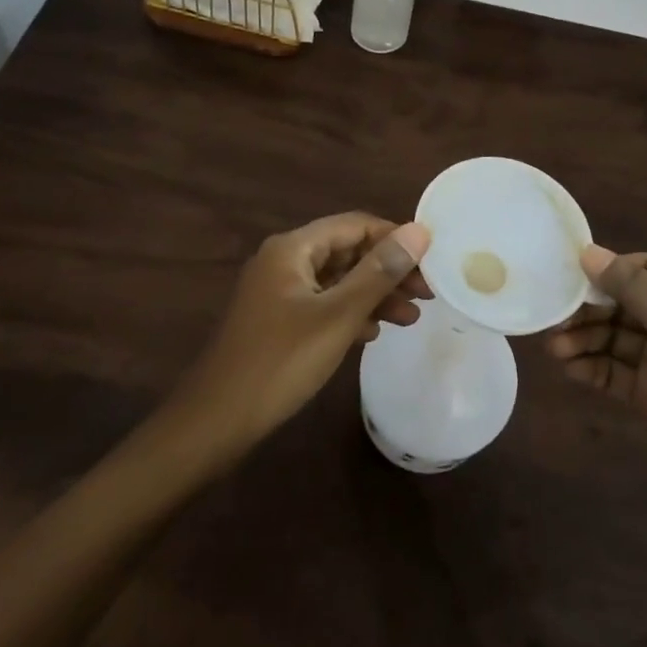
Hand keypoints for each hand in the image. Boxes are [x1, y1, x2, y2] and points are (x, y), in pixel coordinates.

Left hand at [174, 213, 430, 449]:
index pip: (355, 225)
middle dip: (388, 271)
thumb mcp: (338, 316)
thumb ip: (379, 272)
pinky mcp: (277, 320)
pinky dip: (350, 313)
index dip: (395, 239)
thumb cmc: (280, 362)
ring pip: (337, 280)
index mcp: (293, 248)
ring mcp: (278, 291)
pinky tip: (373, 333)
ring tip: (410, 319)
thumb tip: (419, 232)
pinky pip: (322, 304)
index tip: (431, 262)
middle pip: (347, 252)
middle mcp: (283, 260)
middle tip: (427, 294)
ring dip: (373, 295)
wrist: (215, 422)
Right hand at [549, 248, 646, 551]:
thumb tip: (590, 252)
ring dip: (587, 339)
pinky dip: (593, 367)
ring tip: (554, 348)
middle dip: (593, 309)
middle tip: (555, 317)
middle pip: (629, 304)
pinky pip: (617, 371)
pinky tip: (568, 368)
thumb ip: (635, 290)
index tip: (571, 274)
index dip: (613, 268)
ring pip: (618, 338)